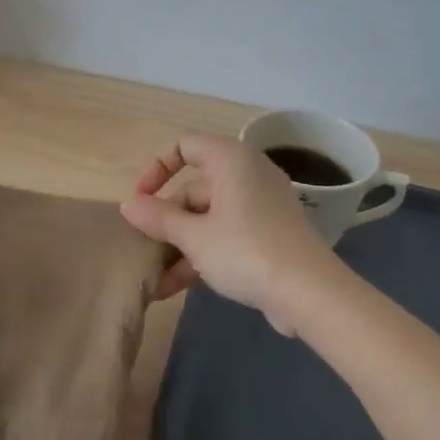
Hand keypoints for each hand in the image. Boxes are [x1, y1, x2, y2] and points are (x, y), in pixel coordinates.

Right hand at [121, 133, 339, 332]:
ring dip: (179, 246)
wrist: (311, 293)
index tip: (140, 201)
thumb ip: (158, 218)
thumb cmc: (246, 251)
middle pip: (193, 189)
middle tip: (144, 250)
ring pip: (207, 217)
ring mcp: (260, 207)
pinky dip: (202, 254)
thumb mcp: (194, 237)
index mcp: (231, 161)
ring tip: (154, 280)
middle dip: (165, 222)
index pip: (185, 146)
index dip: (156, 169)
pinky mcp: (268, 234)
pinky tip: (176, 288)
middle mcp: (247, 175)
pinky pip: (226, 235)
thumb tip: (129, 205)